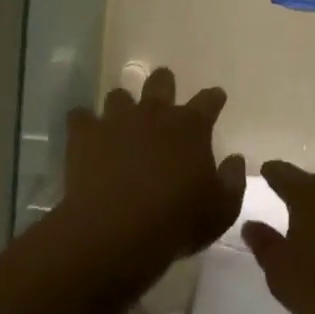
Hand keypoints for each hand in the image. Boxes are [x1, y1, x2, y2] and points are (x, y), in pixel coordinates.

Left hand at [59, 67, 245, 277]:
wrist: (117, 231)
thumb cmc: (177, 221)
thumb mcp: (221, 210)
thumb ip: (232, 181)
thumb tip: (235, 159)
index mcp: (191, 127)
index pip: (208, 100)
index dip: (213, 98)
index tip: (216, 98)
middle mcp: (155, 113)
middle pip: (160, 82)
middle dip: (164, 83)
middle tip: (164, 92)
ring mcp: (117, 120)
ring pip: (119, 95)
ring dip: (122, 104)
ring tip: (121, 119)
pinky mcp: (85, 134)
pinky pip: (80, 116)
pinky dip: (83, 123)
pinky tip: (85, 133)